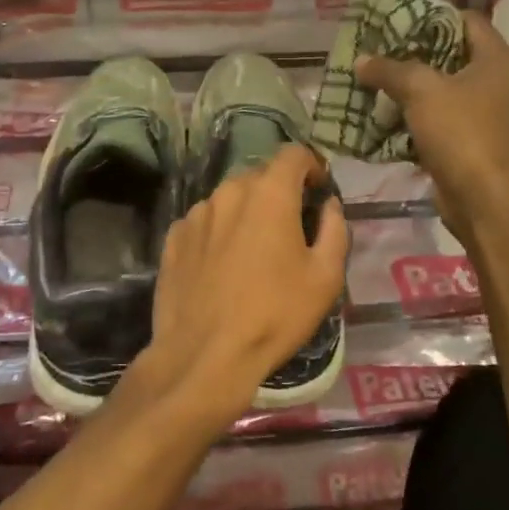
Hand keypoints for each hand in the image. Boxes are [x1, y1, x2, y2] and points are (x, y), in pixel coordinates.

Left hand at [136, 146, 346, 428]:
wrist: (204, 355)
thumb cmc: (274, 315)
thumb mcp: (325, 278)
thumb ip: (334, 230)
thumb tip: (329, 206)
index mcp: (269, 193)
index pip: (294, 154)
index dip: (311, 166)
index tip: (319, 191)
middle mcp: (229, 191)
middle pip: (261, 175)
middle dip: (280, 192)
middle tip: (291, 227)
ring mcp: (196, 212)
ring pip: (230, 198)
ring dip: (247, 212)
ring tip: (254, 251)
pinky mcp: (173, 236)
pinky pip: (205, 222)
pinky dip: (219, 232)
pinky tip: (222, 266)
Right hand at [355, 11, 508, 241]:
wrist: (482, 201)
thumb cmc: (461, 133)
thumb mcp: (421, 91)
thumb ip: (390, 69)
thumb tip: (361, 60)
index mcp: (496, 58)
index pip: (466, 19)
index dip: (433, 14)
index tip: (398, 16)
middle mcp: (495, 80)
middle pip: (451, 51)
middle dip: (413, 49)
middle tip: (378, 45)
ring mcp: (484, 111)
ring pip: (441, 85)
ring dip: (409, 83)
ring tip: (373, 74)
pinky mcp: (468, 138)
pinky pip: (437, 114)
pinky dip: (412, 111)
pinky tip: (382, 109)